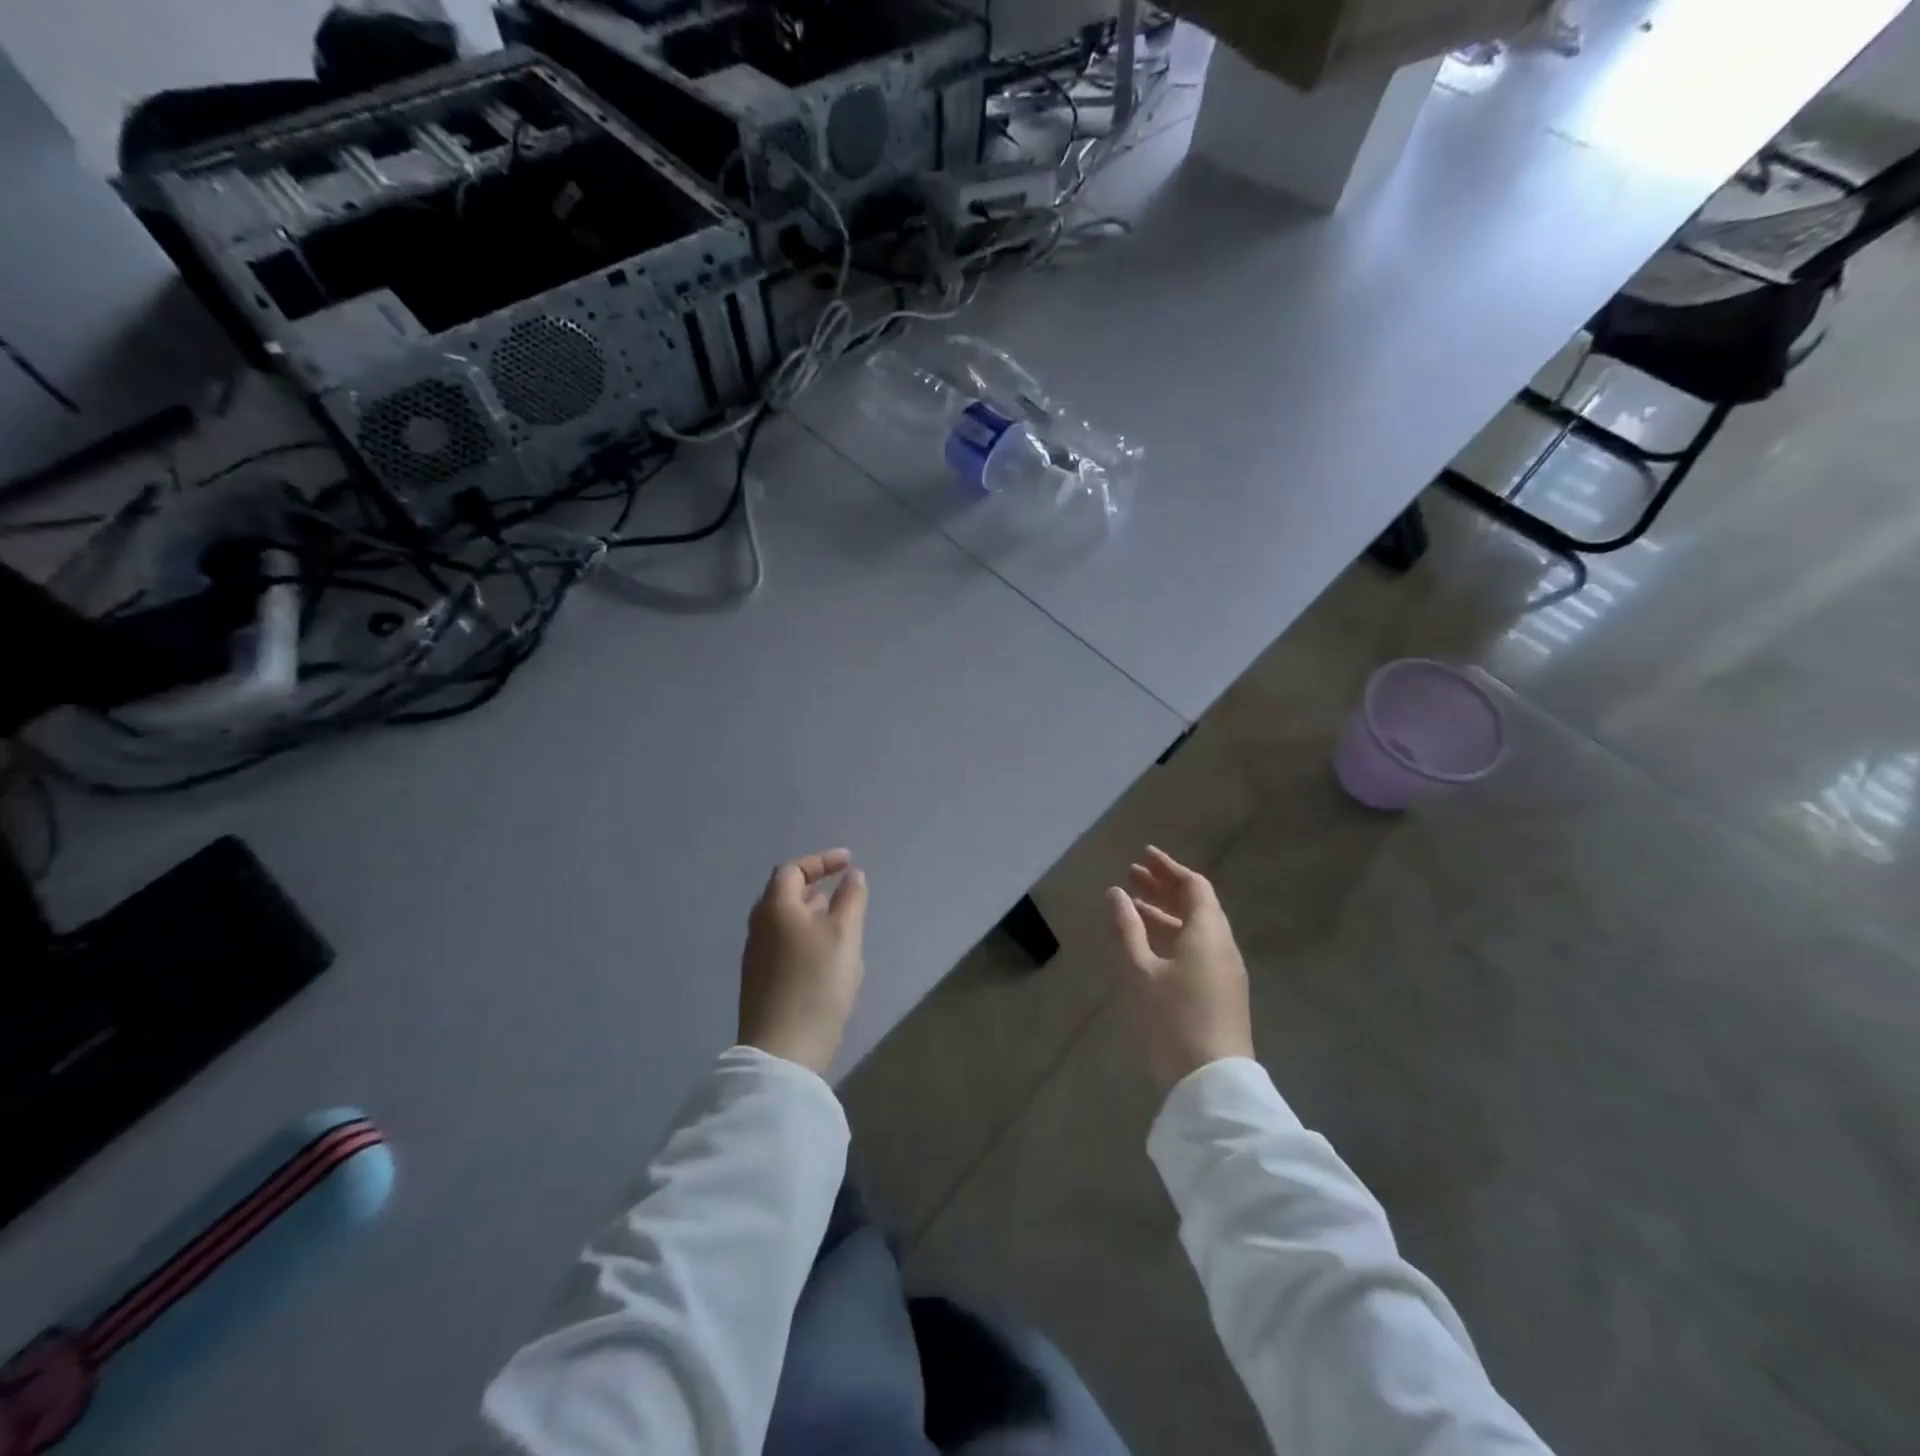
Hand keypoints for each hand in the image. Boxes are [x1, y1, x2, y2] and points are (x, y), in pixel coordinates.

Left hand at [739, 849, 868, 1074]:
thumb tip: (852, 876)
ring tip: (839, 921)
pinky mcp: (760, 982)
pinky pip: (783, 943)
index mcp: (775, 908)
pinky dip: (805, 936)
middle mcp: (759, 927)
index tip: (848, 862)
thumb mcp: (845, 935)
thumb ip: (851, 900)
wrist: (783, 1050)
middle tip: (841, 890)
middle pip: (784, 894)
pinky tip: (825, 956)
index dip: (821, 861)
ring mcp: (756, 956)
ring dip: (811, 913)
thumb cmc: (817, 982)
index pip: (793, 870)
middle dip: (814, 886)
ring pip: (784, 921)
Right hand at [1106, 847, 1253, 1090]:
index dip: (1169, 869)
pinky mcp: (1221, 994)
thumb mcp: (1140, 971)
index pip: (1194, 886)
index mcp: (1208, 933)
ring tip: (1133, 906)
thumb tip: (1116, 893)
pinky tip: (1149, 945)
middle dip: (1164, 888)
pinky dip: (1173, 936)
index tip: (1143, 856)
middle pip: (1197, 905)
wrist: (1211, 1084)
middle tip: (1133, 875)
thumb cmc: (1173, 1019)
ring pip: (1196, 929)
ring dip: (1166, 913)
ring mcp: (1225, 972)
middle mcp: (1222, 946)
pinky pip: (1197, 949)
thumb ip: (1126, 928)